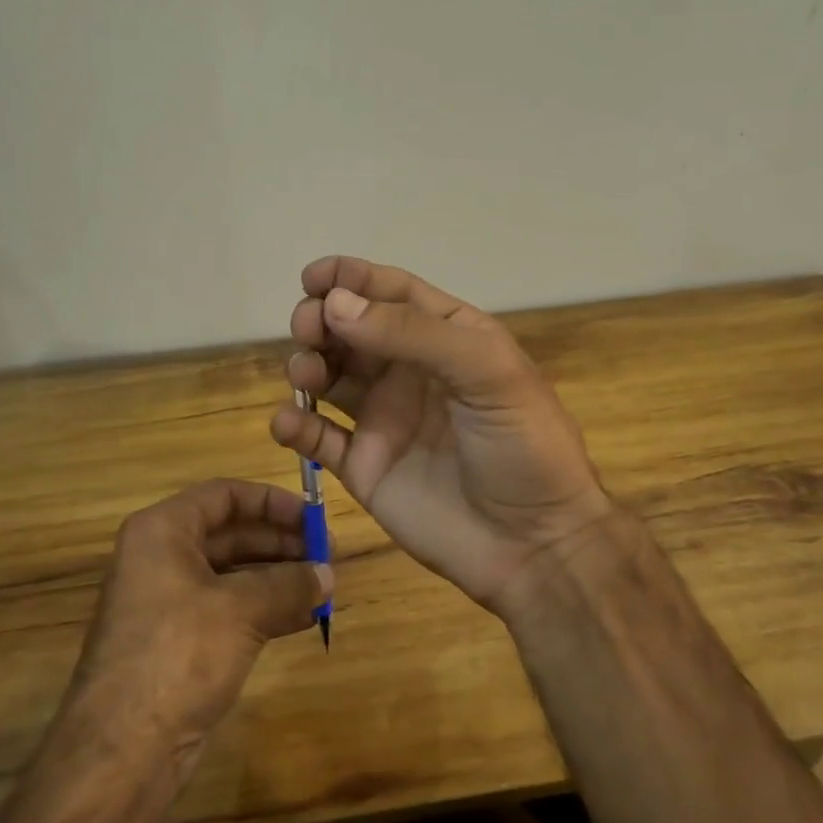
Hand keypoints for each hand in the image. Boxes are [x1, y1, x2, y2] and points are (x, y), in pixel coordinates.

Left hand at [71, 479, 329, 777]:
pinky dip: (267, 608)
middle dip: (281, 542)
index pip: (224, 495)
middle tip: (329, 555)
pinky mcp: (181, 641)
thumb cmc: (178, 656)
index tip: (314, 518)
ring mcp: (170, 602)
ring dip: (279, 576)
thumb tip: (328, 575)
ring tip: (325, 585)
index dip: (272, 501)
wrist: (122, 751)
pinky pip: (230, 609)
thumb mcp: (241, 610)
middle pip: (231, 532)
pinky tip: (305, 617)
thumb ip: (289, 584)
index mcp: (162, 532)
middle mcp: (163, 558)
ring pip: (234, 573)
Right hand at [269, 257, 611, 613]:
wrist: (534, 545)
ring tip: (306, 375)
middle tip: (307, 328)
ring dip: (307, 365)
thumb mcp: (486, 373)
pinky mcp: (364, 466)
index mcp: (448, 338)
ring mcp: (385, 419)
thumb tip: (336, 304)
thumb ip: (412, 333)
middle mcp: (411, 372)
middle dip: (321, 319)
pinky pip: (318, 438)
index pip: (392, 293)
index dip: (352, 279)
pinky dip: (294, 426)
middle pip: (351, 330)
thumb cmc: (522, 446)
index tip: (313, 278)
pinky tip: (288, 423)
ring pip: (330, 377)